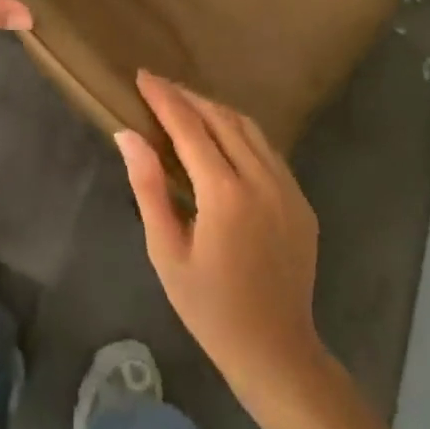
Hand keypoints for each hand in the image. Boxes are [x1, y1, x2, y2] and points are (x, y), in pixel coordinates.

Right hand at [118, 70, 326, 412]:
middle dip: (188, 97)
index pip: (189, 127)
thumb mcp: (167, 252)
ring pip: (249, 128)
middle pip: (221, 118)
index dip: (164, 97)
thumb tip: (128, 134)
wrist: (277, 352)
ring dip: (215, 110)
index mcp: (225, 194)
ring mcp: (287, 188)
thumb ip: (148, 188)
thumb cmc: (210, 308)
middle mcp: (261, 179)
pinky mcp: (301, 200)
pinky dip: (240, 132)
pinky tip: (222, 138)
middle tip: (159, 87)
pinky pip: (267, 149)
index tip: (142, 76)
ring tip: (186, 105)